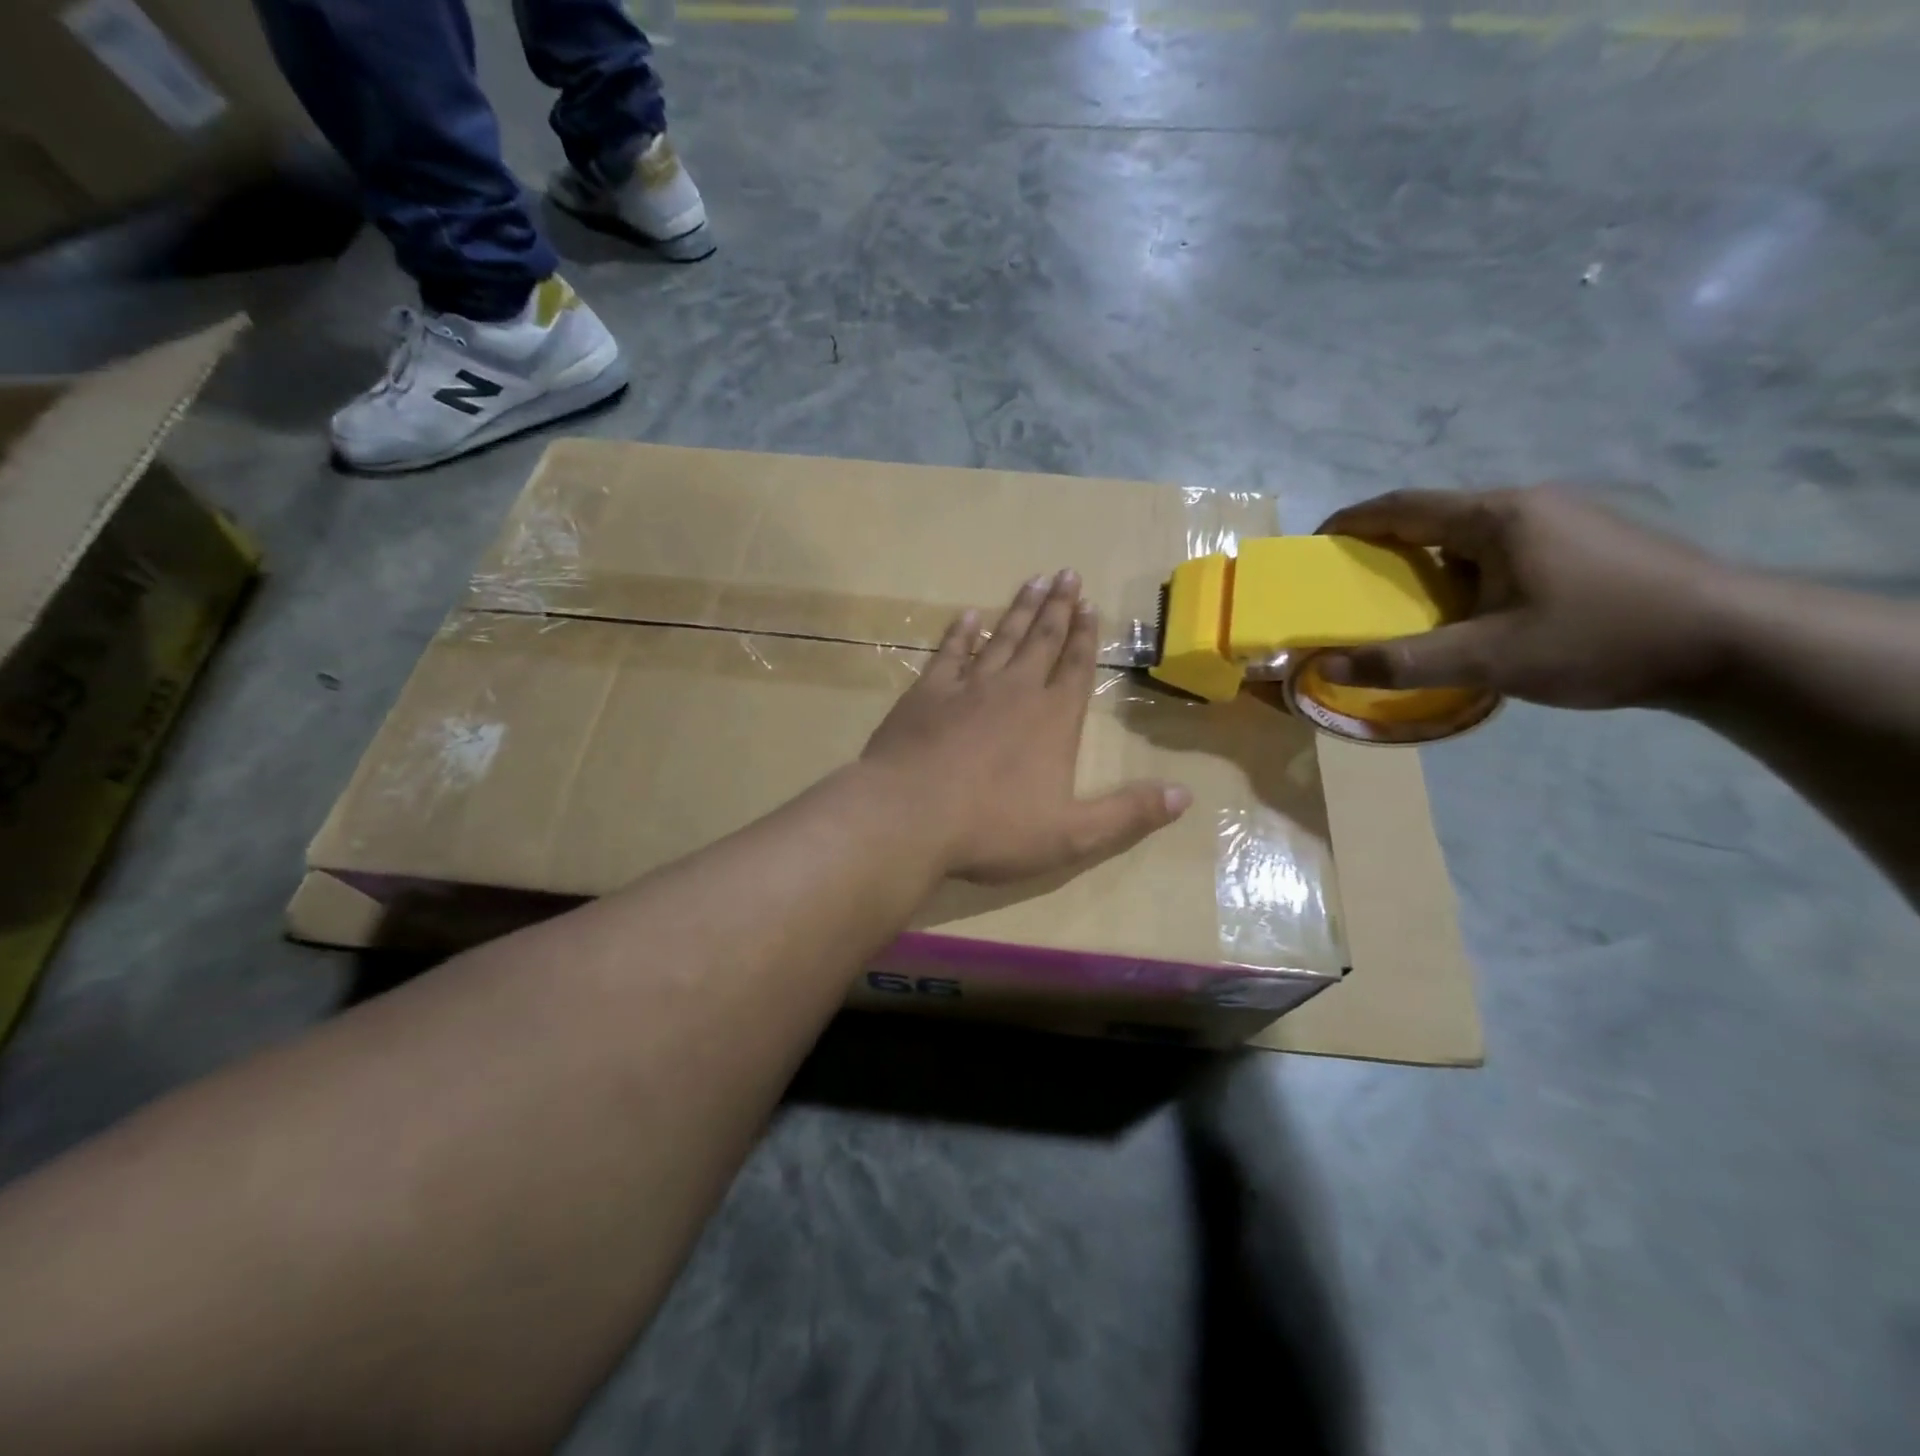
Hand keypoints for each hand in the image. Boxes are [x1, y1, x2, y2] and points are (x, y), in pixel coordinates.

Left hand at [863, 570, 1191, 882]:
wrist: (908, 816)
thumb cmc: (992, 828)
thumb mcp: (1072, 835)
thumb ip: (1128, 814)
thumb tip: (1186, 796)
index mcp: (1052, 720)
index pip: (1077, 668)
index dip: (1086, 637)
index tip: (1091, 605)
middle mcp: (1015, 691)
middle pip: (1042, 640)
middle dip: (1058, 608)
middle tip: (1067, 573)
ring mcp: (967, 688)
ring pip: (1002, 638)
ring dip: (1019, 610)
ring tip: (1034, 580)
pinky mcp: (926, 694)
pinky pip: (949, 653)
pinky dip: (961, 633)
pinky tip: (969, 616)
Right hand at [1315, 487, 1738, 709]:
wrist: (1735, 643)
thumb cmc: (1600, 638)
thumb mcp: (1489, 658)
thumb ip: (1402, 662)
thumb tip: (1324, 667)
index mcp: (1497, 516)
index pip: (1401, 507)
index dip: (1350, 523)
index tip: (1314, 548)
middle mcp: (1527, 504)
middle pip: (1434, 518)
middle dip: (1385, 550)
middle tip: (1355, 590)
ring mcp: (1564, 521)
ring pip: (1470, 537)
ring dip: (1429, 566)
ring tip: (1410, 609)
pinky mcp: (1587, 543)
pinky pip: (1502, 550)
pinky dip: (1466, 574)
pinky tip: (1474, 613)